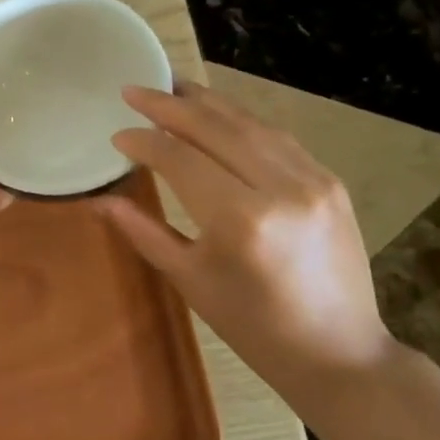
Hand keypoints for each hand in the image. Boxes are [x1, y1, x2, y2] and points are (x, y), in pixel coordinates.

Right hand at [94, 81, 397, 405]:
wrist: (338, 352)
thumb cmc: (252, 325)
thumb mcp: (190, 280)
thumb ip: (144, 231)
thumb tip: (101, 200)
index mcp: (241, 220)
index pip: (180, 159)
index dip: (144, 142)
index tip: (117, 134)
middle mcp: (281, 188)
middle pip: (215, 129)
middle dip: (169, 105)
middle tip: (134, 89)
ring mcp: (313, 180)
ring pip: (249, 124)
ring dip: (206, 103)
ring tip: (171, 87)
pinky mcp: (330, 182)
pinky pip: (276, 138)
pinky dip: (241, 121)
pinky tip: (218, 114)